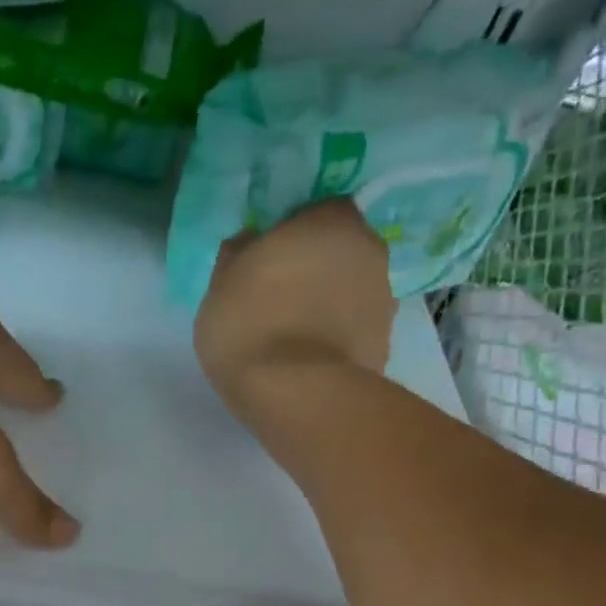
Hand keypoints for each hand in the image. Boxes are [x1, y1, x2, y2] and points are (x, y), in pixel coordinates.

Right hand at [194, 198, 395, 417]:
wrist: (297, 395)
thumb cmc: (251, 325)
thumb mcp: (220, 284)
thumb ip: (239, 254)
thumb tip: (251, 243)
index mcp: (331, 220)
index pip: (319, 209)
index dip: (295, 230)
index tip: (271, 255)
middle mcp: (370, 249)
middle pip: (341, 249)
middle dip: (317, 266)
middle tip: (282, 295)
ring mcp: (384, 299)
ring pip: (352, 290)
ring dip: (330, 303)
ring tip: (296, 334)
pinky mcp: (386, 344)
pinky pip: (354, 329)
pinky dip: (338, 337)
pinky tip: (311, 358)